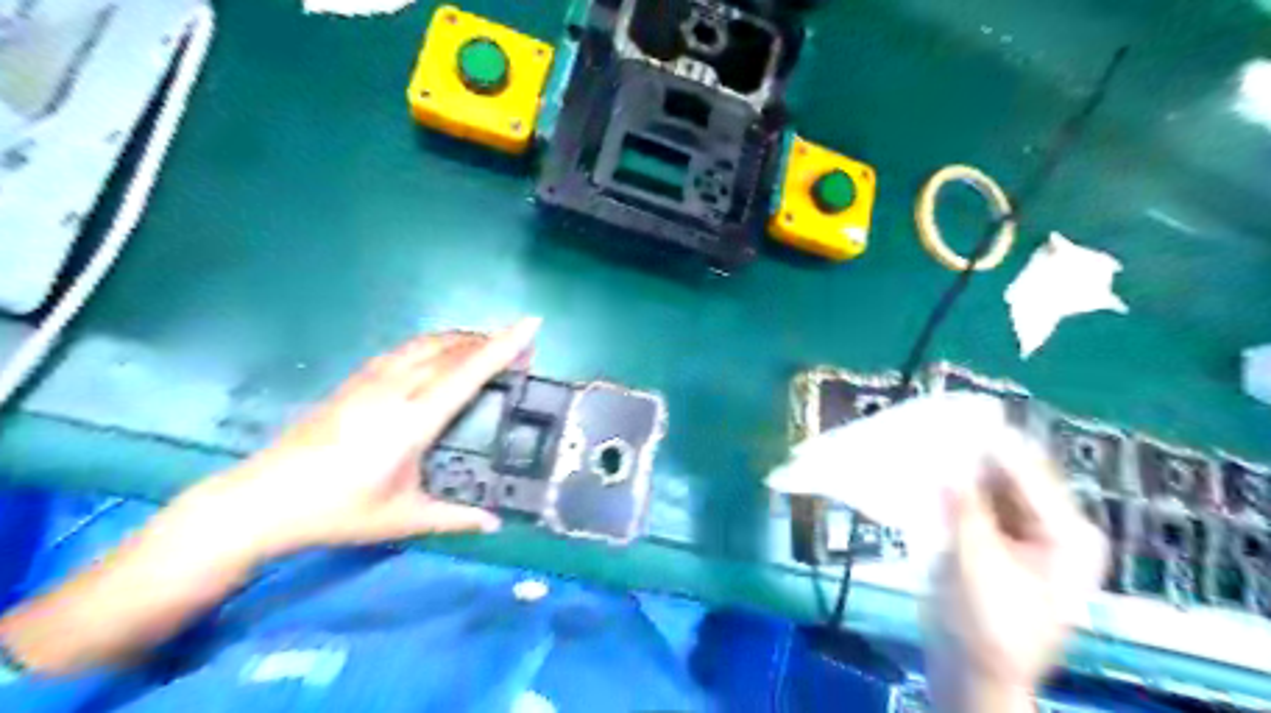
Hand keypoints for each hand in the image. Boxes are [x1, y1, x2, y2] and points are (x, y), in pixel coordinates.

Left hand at [191, 321, 541, 560]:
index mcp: (414, 420)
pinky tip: (438, 353)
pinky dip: (433, 343)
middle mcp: (396, 389)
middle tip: (520, 344)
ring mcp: (372, 381)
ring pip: (427, 344)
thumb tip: (495, 523)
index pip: (468, 372)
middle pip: (452, 350)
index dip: (503, 347)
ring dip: (462, 338)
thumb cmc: (338, 511)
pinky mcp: (355, 382)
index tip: (531, 325)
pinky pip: (404, 349)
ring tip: (486, 344)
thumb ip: (455, 518)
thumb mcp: (402, 519)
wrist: (261, 500)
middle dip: (491, 340)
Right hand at [927, 431, 1114, 708]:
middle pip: (1012, 473)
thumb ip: (962, 507)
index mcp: (1067, 534)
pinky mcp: (998, 539)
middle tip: (931, 426)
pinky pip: (978, 501)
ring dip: (961, 467)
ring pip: (991, 484)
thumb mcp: (974, 563)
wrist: (972, 671)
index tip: (950, 415)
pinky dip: (955, 487)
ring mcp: (1025, 532)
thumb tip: (946, 459)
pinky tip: (928, 473)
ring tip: (925, 442)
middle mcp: (1054, 526)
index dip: (990, 442)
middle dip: (973, 452)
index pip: (1028, 470)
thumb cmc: (984, 625)